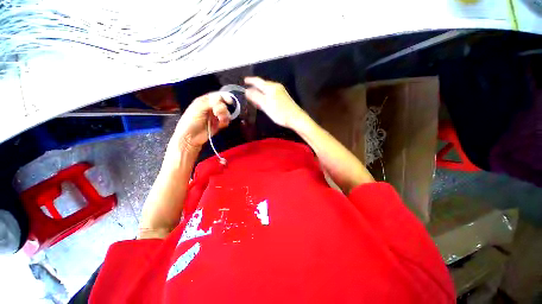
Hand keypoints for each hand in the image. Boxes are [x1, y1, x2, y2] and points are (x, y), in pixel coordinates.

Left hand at [171, 92, 232, 150]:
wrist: (190, 137)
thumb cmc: (190, 122)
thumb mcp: (197, 109)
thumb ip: (209, 103)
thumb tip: (220, 100)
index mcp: (204, 101)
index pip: (216, 96)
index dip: (224, 97)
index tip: (229, 101)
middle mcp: (211, 108)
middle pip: (222, 104)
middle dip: (222, 109)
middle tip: (217, 114)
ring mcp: (215, 116)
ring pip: (226, 113)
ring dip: (225, 115)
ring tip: (220, 120)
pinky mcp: (218, 124)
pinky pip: (226, 121)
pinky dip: (226, 121)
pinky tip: (222, 124)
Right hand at [245, 77, 304, 128]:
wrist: (295, 118)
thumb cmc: (279, 113)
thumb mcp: (265, 106)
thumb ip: (256, 97)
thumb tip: (246, 91)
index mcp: (271, 87)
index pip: (258, 81)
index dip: (250, 80)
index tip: (244, 80)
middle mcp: (276, 86)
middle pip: (263, 84)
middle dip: (255, 87)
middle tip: (248, 92)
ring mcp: (281, 90)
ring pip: (268, 88)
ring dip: (261, 91)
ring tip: (255, 97)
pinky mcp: (284, 96)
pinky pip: (272, 92)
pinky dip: (266, 94)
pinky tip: (265, 100)